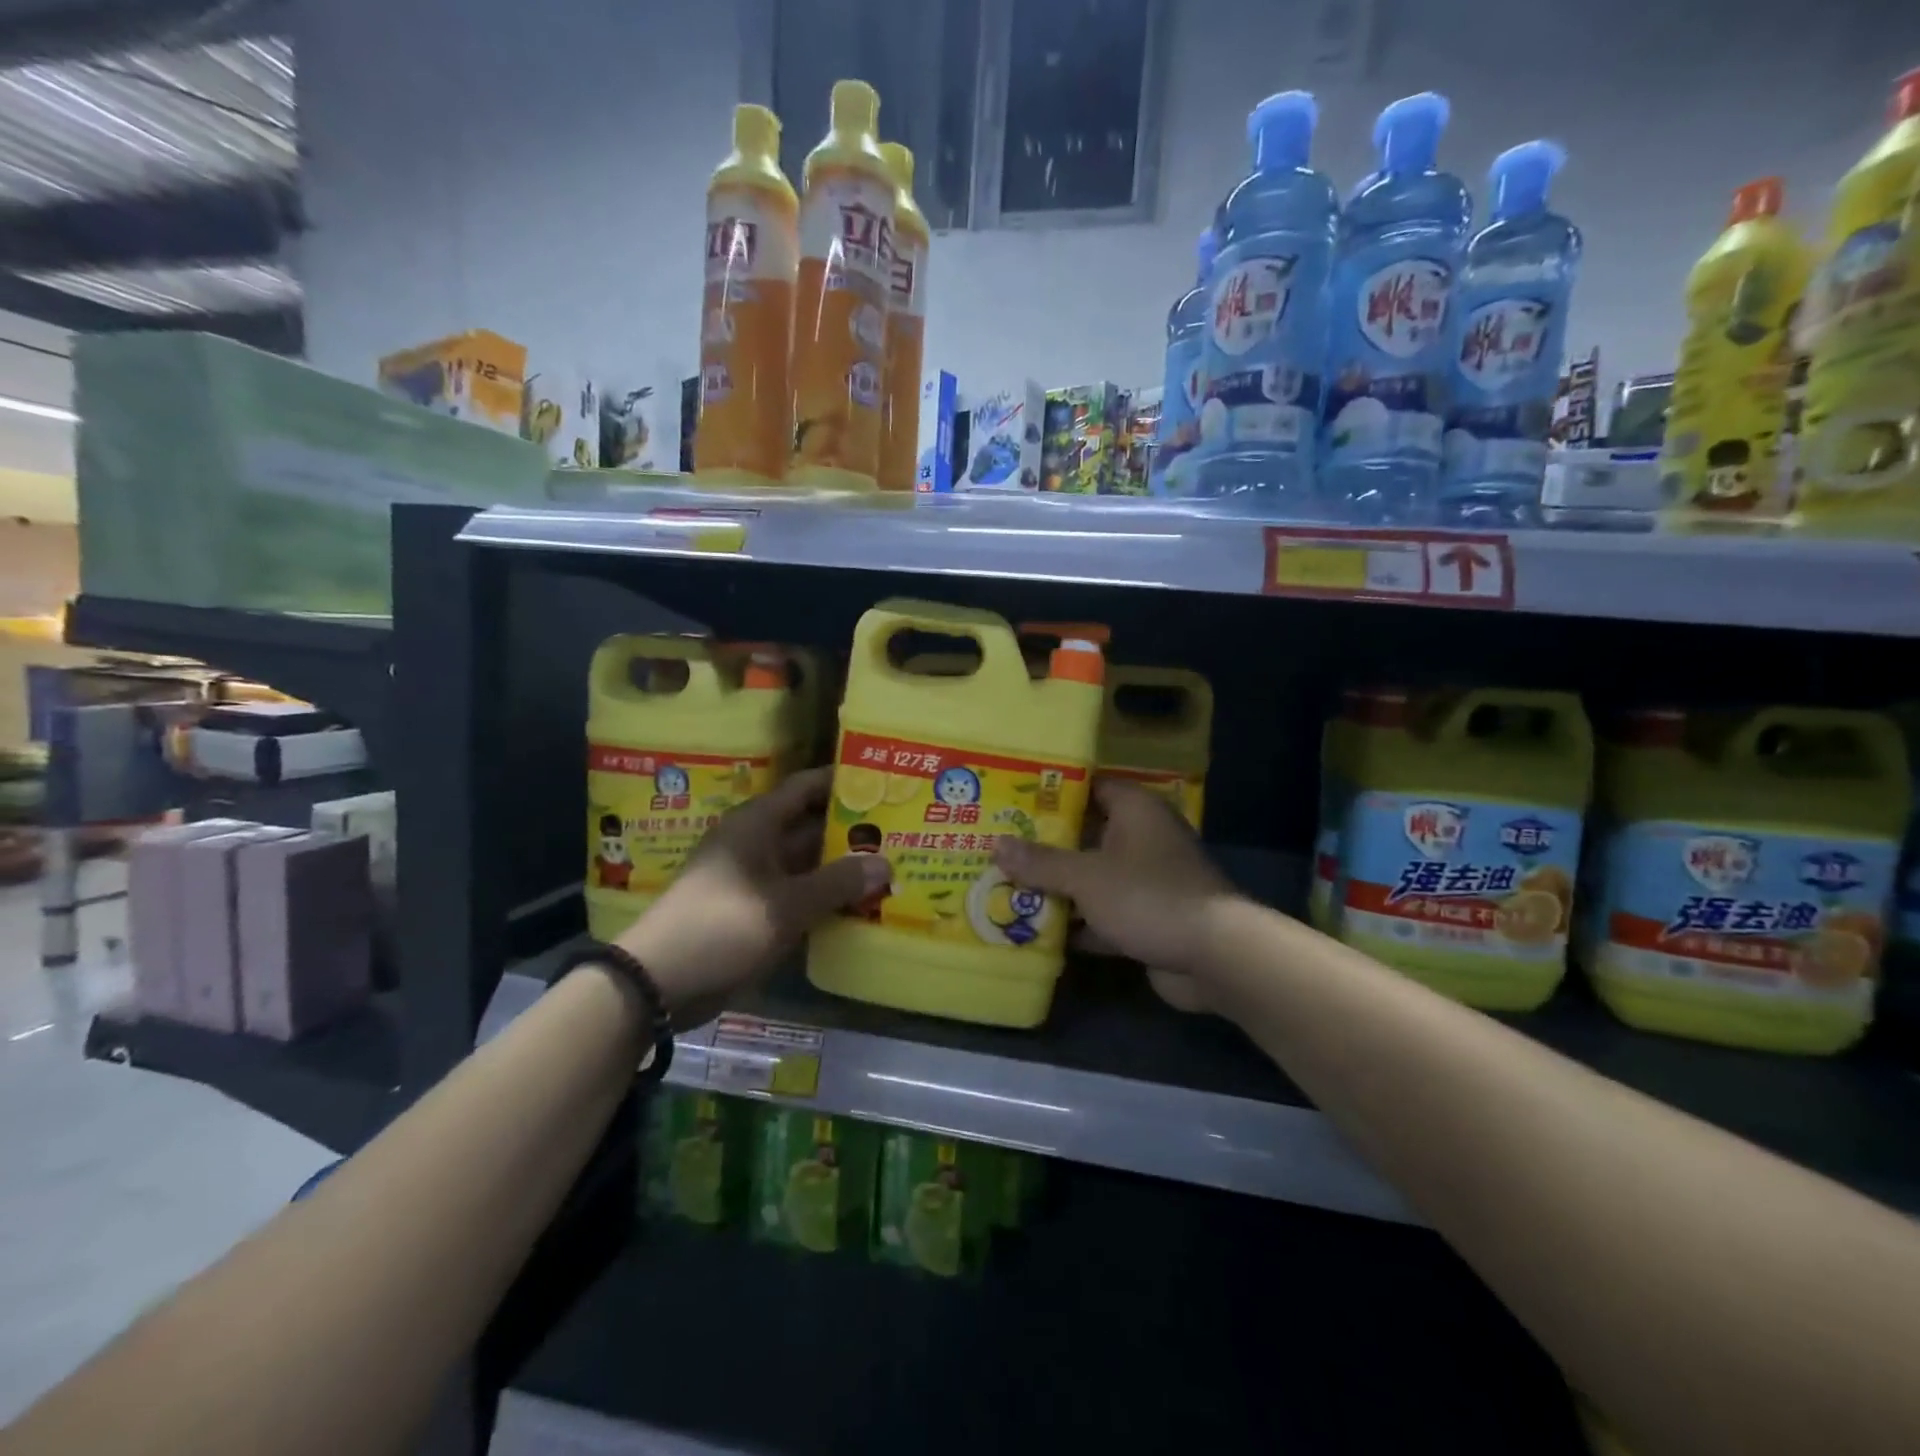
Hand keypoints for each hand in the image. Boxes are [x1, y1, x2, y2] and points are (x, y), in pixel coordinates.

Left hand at [616, 766, 887, 1024]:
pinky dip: (822, 896)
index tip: (881, 782)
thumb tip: (886, 862)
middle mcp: (755, 843)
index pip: (805, 787)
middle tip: (898, 830)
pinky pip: (795, 893)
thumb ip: (838, 882)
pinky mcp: (751, 910)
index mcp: (757, 824)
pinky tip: (857, 904)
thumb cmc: (723, 926)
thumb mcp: (787, 904)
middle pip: (809, 826)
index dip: (841, 782)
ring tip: (889, 865)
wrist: (658, 981)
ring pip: (805, 863)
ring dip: (839, 867)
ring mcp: (752, 878)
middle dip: (850, 829)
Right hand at [993, 777, 1236, 985]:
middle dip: (1045, 845)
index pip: (1088, 787)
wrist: (1215, 957)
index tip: (1011, 799)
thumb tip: (996, 844)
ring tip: (1006, 885)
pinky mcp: (1147, 916)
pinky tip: (1037, 930)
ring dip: (1058, 886)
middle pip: (1085, 833)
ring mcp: (1146, 879)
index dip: (1051, 791)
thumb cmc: (1148, 896)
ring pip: (1092, 876)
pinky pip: (1102, 912)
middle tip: (998, 845)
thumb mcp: (1086, 877)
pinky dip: (1077, 921)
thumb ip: (1041, 862)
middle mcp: (1141, 837)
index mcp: (1134, 810)